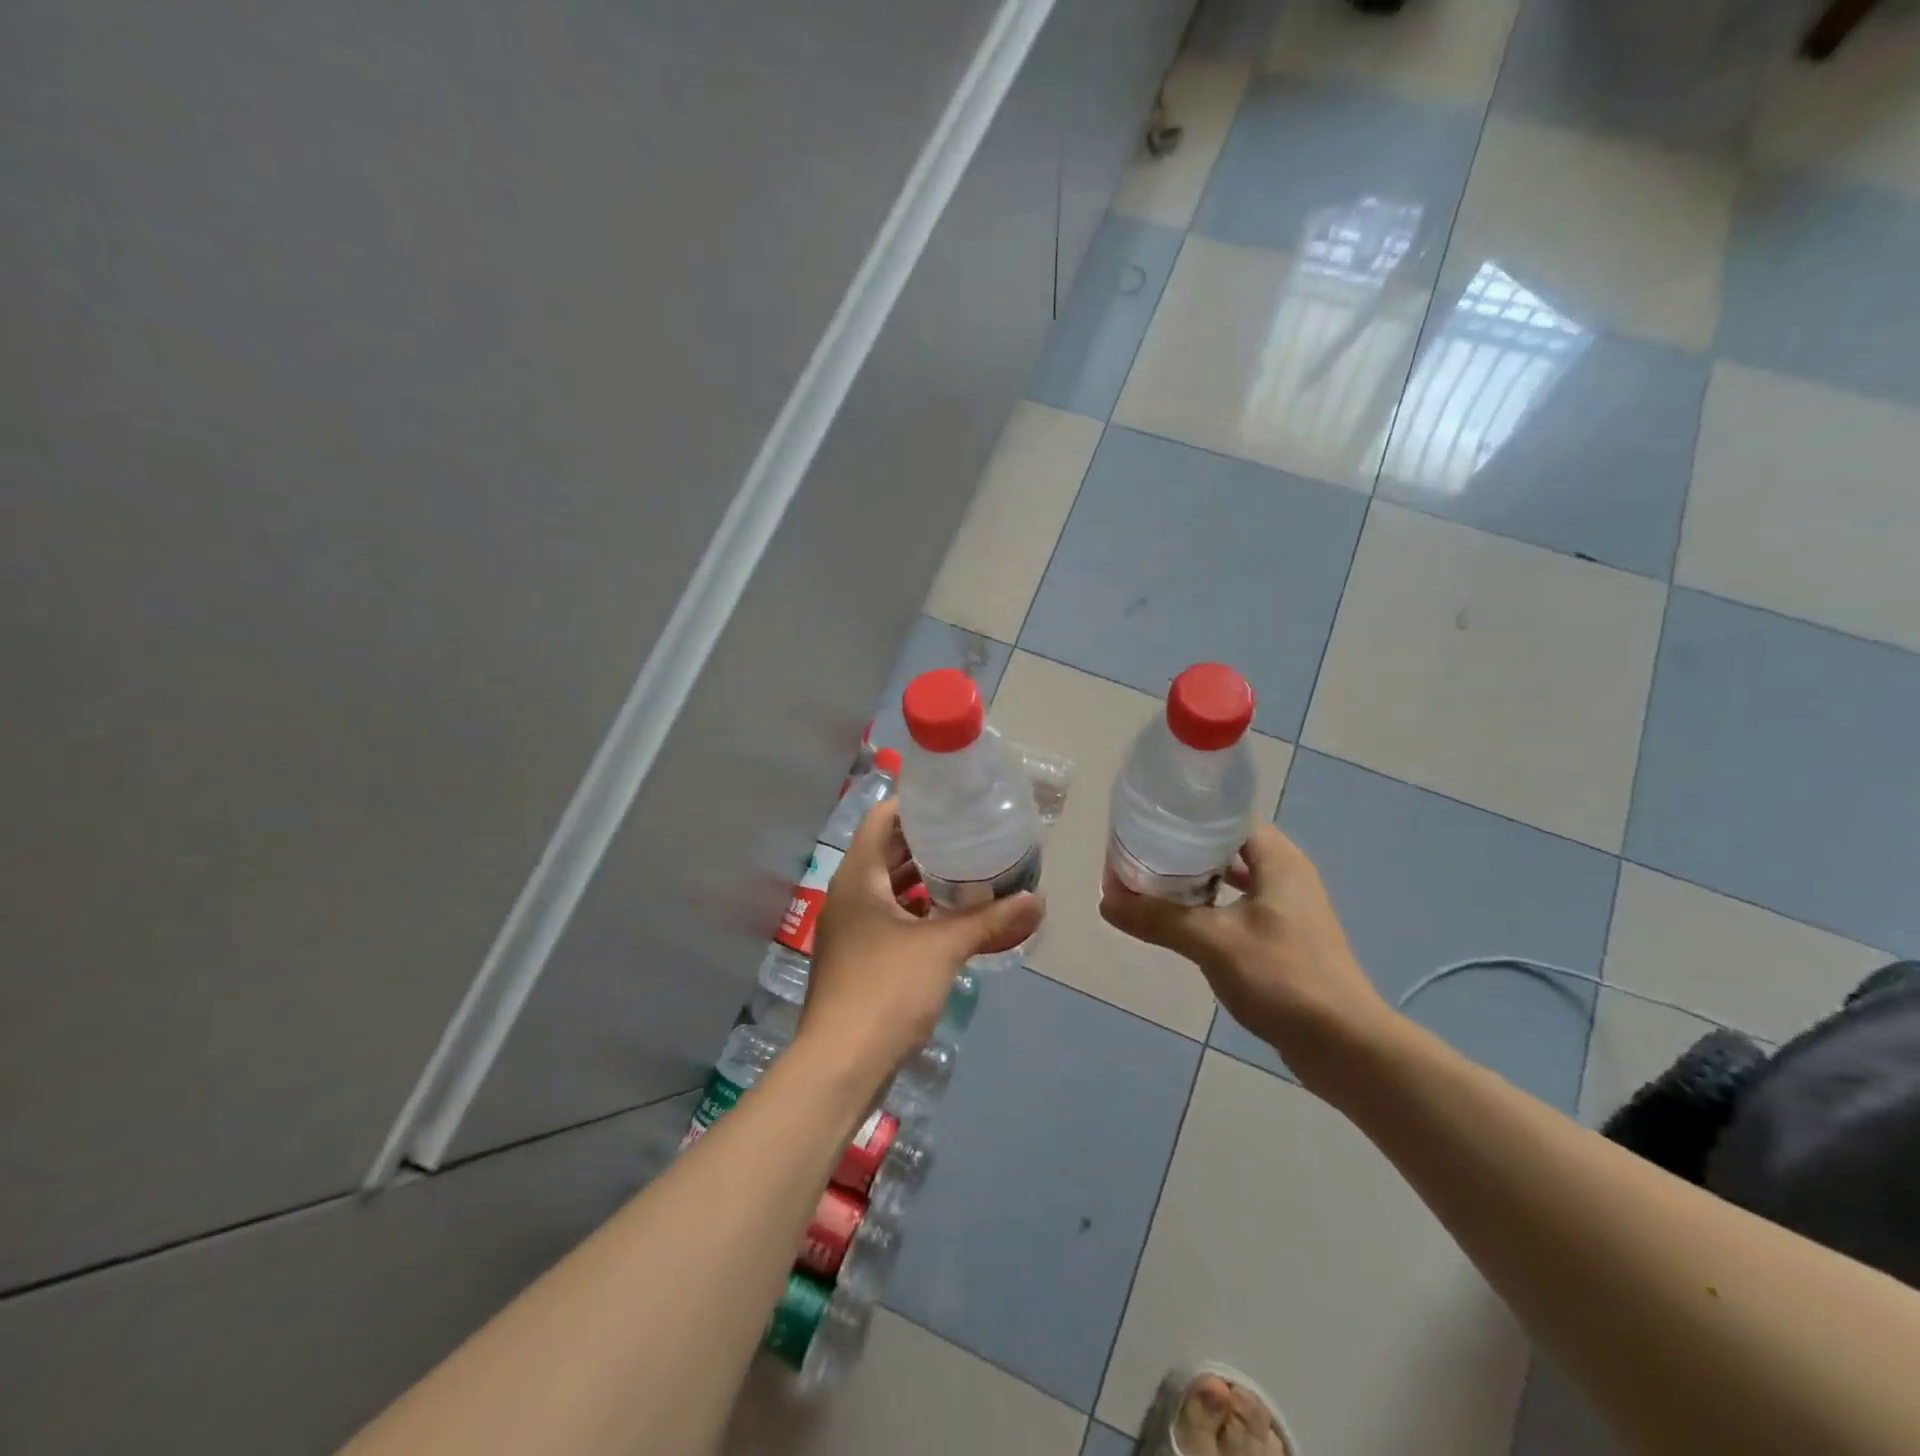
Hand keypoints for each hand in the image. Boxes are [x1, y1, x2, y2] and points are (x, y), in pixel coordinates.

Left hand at [803, 801, 1043, 1088]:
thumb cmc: (885, 990)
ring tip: (970, 869)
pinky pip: (891, 917)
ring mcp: (851, 928)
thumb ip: (990, 920)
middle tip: (972, 832)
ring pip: (890, 888)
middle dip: (928, 842)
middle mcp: (849, 894)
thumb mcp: (943, 948)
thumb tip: (1038, 900)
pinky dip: (918, 911)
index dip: (915, 803)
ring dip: (924, 878)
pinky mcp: (858, 957)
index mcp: (858, 877)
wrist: (840, 1065)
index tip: (953, 799)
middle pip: (887, 851)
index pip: (881, 818)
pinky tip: (952, 917)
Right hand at [1099, 822, 1390, 1077]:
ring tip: (1151, 883)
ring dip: (1195, 880)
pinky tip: (1181, 921)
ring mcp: (1288, 909)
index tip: (1147, 821)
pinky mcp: (1285, 939)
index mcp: (1277, 859)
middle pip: (1225, 846)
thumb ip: (1158, 918)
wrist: (1344, 1045)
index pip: (1226, 816)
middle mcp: (1286, 875)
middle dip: (1183, 848)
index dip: (1186, 814)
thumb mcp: (1212, 942)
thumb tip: (1105, 901)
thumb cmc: (1282, 977)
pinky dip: (1210, 908)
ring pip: (1231, 879)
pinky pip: (1238, 908)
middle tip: (1140, 853)